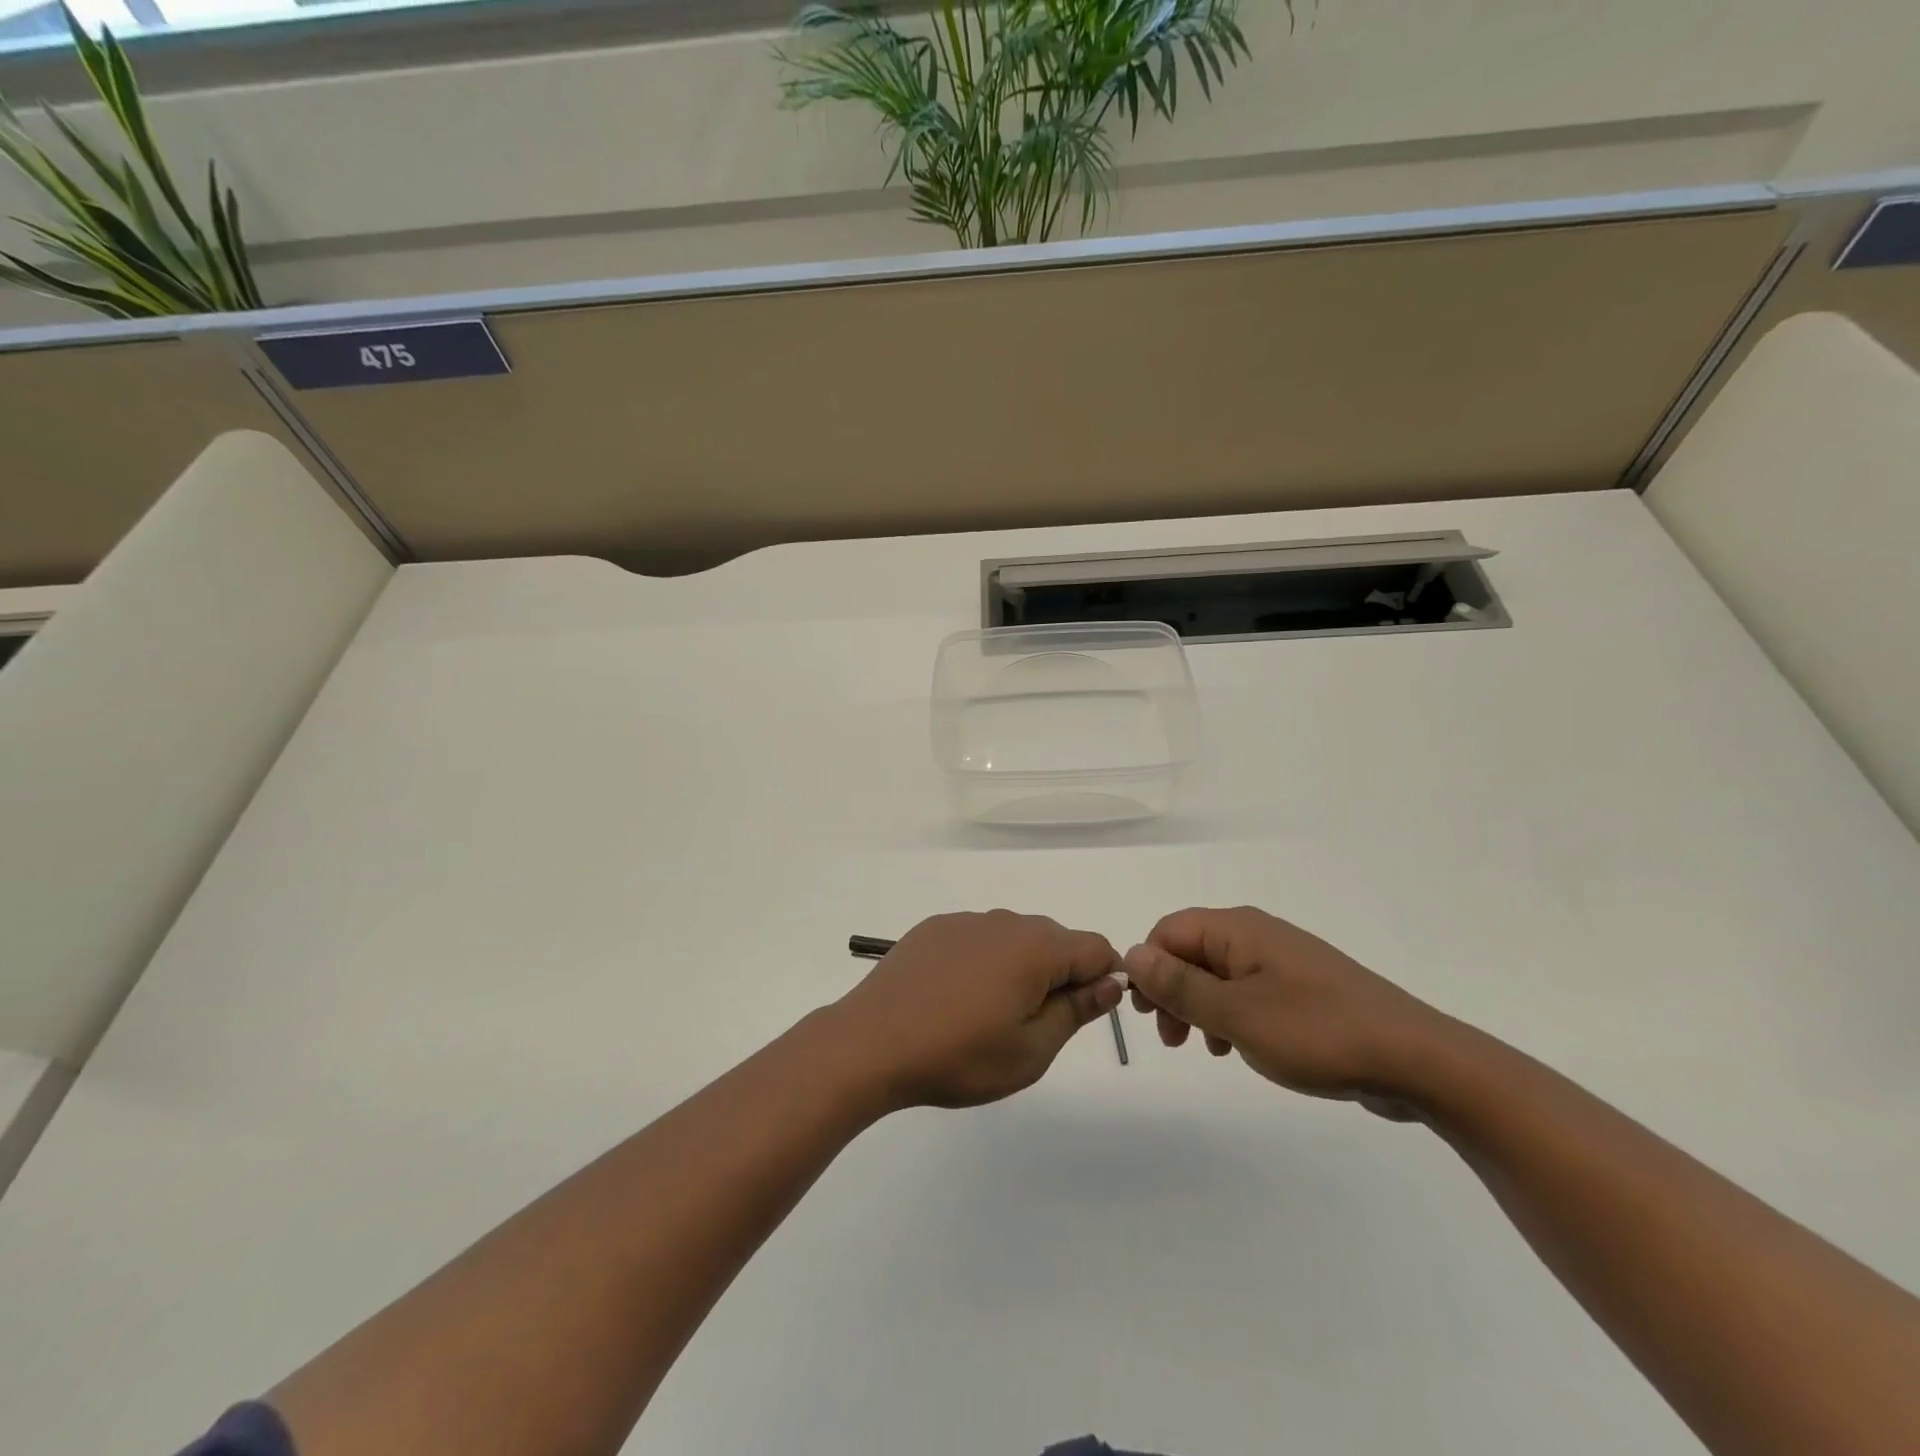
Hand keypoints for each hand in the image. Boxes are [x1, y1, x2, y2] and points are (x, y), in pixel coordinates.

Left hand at [831, 911, 1123, 1109]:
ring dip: (1020, 968)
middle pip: (1055, 940)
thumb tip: (1111, 981)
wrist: (871, 1043)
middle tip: (1032, 1026)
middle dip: (1060, 975)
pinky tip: (957, 997)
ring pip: (1015, 938)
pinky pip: (978, 938)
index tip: (1081, 1015)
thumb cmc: (958, 1056)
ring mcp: (966, 921)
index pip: (1095, 948)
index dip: (1102, 979)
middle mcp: (1004, 922)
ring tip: (990, 1015)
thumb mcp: (1030, 1051)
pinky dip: (984, 961)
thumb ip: (1076, 1010)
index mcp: (1035, 948)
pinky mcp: (934, 928)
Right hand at [1124, 906, 1458, 1118]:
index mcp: (1238, 929)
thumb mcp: (1236, 1014)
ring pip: (1219, 974)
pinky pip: (1249, 992)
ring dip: (1200, 1007)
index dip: (1149, 967)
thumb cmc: (1316, 1033)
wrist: (1416, 1060)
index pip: (1168, 931)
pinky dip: (1231, 1015)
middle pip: (1191, 951)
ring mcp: (1283, 961)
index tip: (1147, 1015)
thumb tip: (1131, 954)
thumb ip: (1179, 985)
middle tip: (1172, 1039)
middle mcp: (1257, 934)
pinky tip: (1239, 1048)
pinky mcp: (1303, 989)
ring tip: (1206, 1048)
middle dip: (1172, 991)